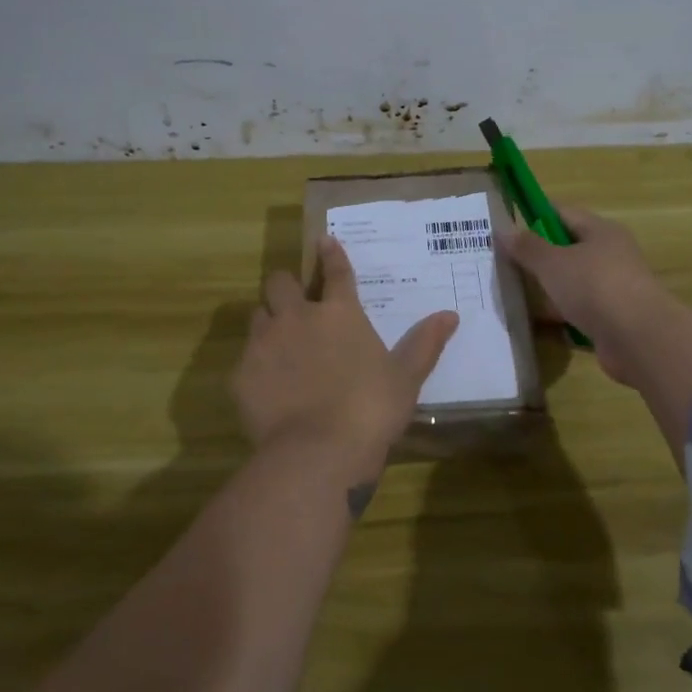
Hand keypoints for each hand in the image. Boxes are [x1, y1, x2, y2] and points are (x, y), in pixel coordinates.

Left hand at [233, 236, 458, 461]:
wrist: (318, 451)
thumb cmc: (370, 408)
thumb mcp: (406, 377)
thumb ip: (424, 343)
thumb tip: (450, 315)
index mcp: (339, 313)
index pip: (336, 272)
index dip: (331, 254)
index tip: (324, 241)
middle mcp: (297, 318)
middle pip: (279, 283)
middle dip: (285, 286)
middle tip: (295, 302)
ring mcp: (264, 344)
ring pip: (257, 316)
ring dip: (268, 323)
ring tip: (279, 344)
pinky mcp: (241, 375)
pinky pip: (244, 359)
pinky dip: (256, 366)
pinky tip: (267, 386)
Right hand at [496, 206, 673, 382]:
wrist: (638, 338)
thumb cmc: (594, 287)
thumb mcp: (553, 263)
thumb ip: (527, 247)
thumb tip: (504, 229)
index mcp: (601, 231)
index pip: (563, 213)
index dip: (534, 216)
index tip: (507, 227)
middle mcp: (610, 255)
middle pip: (568, 249)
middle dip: (538, 256)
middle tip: (503, 263)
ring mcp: (613, 288)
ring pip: (572, 282)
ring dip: (547, 288)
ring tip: (512, 293)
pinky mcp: (611, 319)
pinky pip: (578, 311)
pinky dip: (559, 315)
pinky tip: (535, 323)